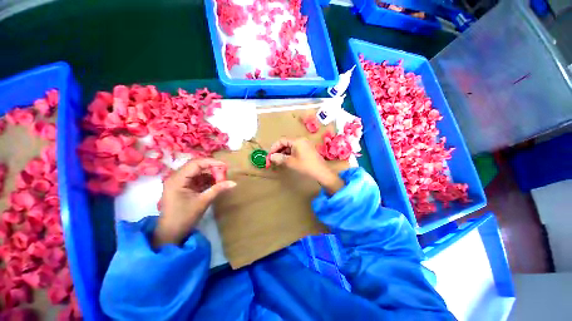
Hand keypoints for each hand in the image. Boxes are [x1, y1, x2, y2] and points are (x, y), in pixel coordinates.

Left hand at [153, 158, 235, 247]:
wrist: (171, 234)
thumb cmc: (184, 218)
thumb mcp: (203, 202)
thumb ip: (218, 189)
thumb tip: (234, 183)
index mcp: (177, 179)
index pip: (196, 164)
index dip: (211, 162)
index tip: (225, 166)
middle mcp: (176, 177)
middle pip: (196, 166)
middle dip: (211, 168)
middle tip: (224, 173)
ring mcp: (179, 182)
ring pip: (197, 172)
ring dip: (210, 175)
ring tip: (221, 180)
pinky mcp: (183, 187)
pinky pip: (196, 179)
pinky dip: (206, 180)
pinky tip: (215, 185)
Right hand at [269, 138, 343, 194]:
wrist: (321, 172)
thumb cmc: (305, 166)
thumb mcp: (291, 162)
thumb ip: (280, 158)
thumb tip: (271, 157)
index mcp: (297, 141)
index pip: (282, 140)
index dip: (274, 147)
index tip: (269, 155)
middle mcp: (301, 140)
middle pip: (286, 142)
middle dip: (278, 150)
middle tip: (273, 159)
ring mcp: (305, 144)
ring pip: (291, 146)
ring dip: (284, 152)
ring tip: (279, 160)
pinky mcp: (307, 149)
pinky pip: (296, 149)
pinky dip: (290, 154)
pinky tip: (287, 160)